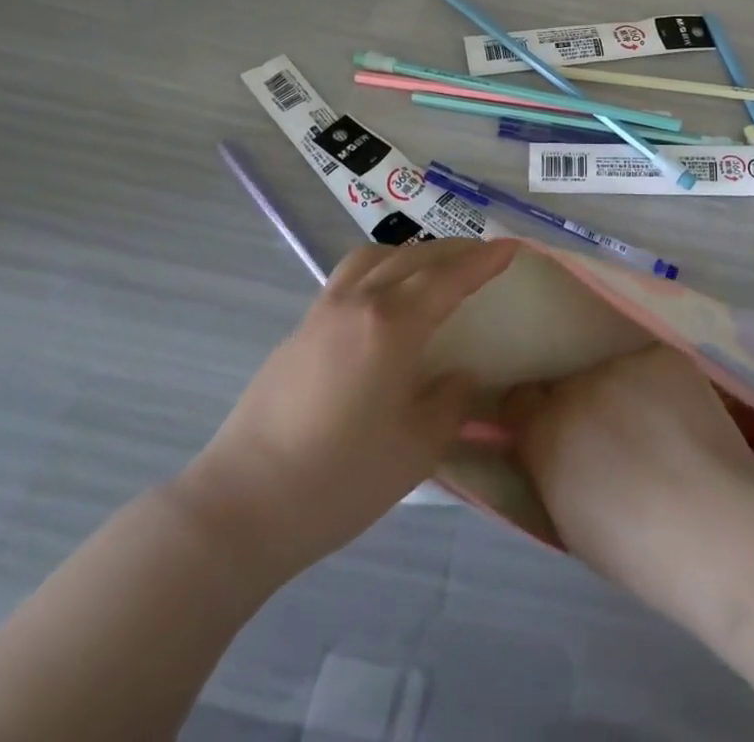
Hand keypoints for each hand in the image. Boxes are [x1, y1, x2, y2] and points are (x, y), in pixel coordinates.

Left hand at [175, 238, 514, 575]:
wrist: (242, 505)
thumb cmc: (339, 480)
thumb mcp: (416, 449)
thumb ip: (449, 403)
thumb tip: (459, 376)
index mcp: (391, 325)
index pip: (448, 278)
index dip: (483, 261)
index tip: (511, 247)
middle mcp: (357, 302)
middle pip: (413, 257)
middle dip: (452, 251)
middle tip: (481, 257)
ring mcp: (322, 312)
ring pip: (374, 257)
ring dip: (411, 253)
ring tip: (432, 270)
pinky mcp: (299, 330)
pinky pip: (349, 277)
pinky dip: (380, 270)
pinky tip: (385, 302)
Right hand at [502, 345, 753, 581]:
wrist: (716, 529)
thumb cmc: (639, 552)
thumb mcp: (571, 522)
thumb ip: (551, 473)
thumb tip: (554, 450)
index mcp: (543, 434)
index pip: (519, 400)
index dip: (535, 416)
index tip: (553, 433)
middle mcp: (573, 387)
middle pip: (568, 384)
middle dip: (583, 406)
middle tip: (615, 438)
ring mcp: (620, 365)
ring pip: (612, 372)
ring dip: (624, 395)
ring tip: (658, 431)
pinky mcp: (662, 356)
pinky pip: (651, 367)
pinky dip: (662, 388)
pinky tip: (684, 420)